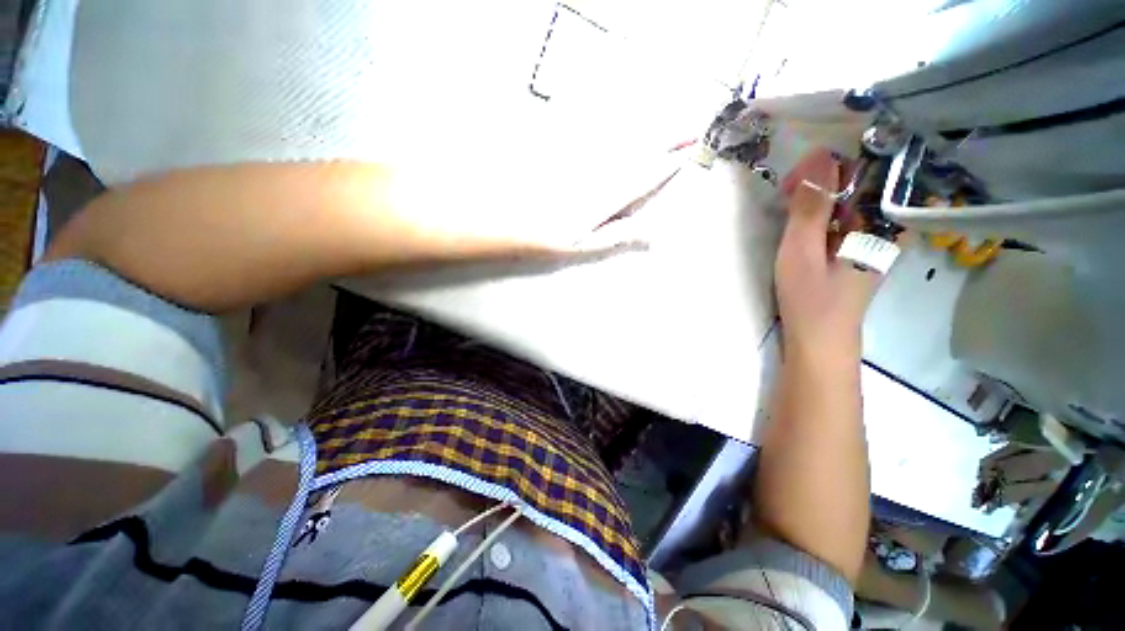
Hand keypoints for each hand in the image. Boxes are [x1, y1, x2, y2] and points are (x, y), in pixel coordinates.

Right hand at [775, 149, 881, 360]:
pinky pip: (841, 220)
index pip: (865, 173)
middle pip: (858, 186)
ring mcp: (869, 240)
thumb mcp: (803, 249)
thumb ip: (811, 206)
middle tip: (785, 193)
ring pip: (847, 202)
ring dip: (817, 198)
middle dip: (820, 182)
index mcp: (879, 223)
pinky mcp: (854, 251)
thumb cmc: (810, 297)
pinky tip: (800, 222)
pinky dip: (819, 215)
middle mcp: (882, 227)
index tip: (793, 181)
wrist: (818, 341)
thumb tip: (818, 156)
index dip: (830, 168)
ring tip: (787, 205)